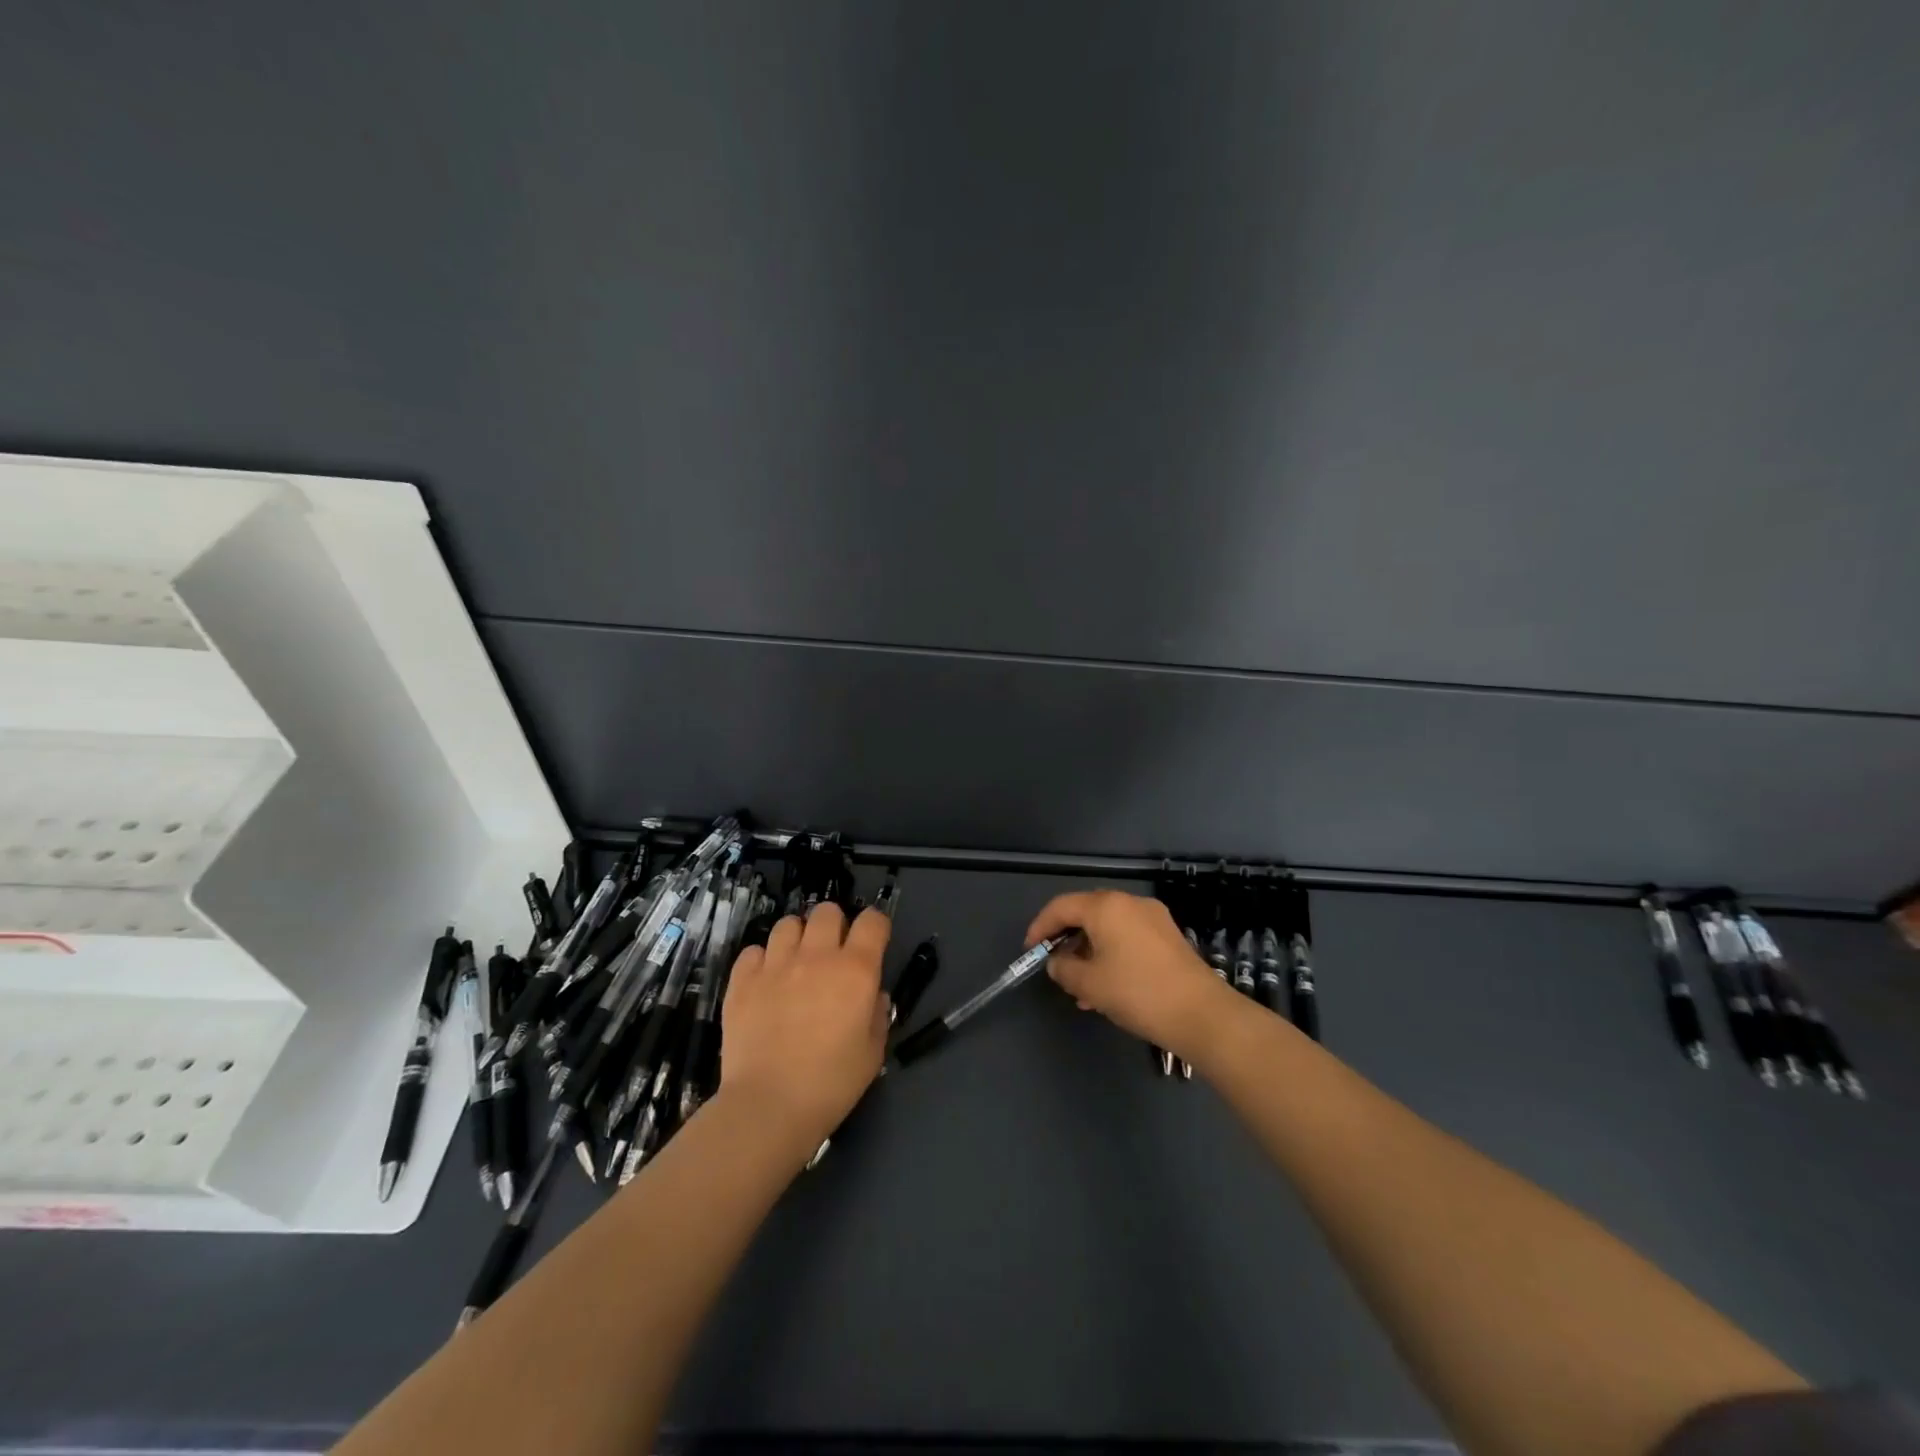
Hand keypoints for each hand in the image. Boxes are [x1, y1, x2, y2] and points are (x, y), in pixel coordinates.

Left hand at [719, 903, 890, 1153]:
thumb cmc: (831, 1084)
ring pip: (788, 924)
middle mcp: (817, 956)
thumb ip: (877, 1014)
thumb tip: (871, 995)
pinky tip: (765, 982)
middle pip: (827, 911)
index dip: (876, 926)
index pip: (873, 921)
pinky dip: (762, 960)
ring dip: (797, 938)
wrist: (769, 1106)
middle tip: (832, 953)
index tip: (873, 942)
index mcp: (856, 970)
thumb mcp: (873, 1053)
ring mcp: (775, 964)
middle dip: (834, 925)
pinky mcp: (742, 980)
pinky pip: (753, 950)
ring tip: (795, 963)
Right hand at [1026, 890, 1236, 1059]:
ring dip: (1089, 951)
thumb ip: (1064, 968)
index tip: (1029, 950)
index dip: (1040, 927)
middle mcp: (1130, 903)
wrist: (1201, 1014)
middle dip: (1066, 939)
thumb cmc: (1137, 993)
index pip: (1061, 906)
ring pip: (1109, 928)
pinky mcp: (1169, 937)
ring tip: (1079, 987)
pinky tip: (1107, 987)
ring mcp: (1153, 918)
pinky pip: (1128, 937)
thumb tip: (1057, 962)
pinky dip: (1111, 954)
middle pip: (1086, 913)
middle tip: (1054, 965)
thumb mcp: (1089, 984)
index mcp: (1106, 906)